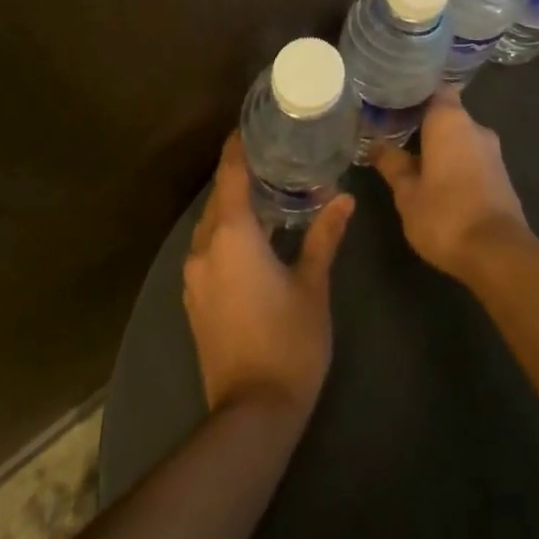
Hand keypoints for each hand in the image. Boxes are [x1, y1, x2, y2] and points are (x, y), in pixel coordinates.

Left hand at [183, 132, 354, 420]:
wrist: (252, 414)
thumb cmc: (288, 341)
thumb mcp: (312, 284)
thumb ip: (324, 235)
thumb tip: (343, 197)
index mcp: (232, 235)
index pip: (231, 174)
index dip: (238, 146)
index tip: (253, 124)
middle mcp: (205, 248)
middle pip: (219, 197)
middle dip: (241, 174)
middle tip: (274, 154)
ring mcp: (195, 277)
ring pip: (212, 224)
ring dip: (234, 205)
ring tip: (269, 190)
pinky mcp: (195, 300)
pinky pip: (209, 248)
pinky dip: (227, 231)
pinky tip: (255, 235)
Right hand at [371, 91, 527, 282]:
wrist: (498, 253)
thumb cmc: (444, 214)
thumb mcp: (406, 192)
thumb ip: (391, 163)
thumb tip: (375, 145)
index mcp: (450, 120)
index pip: (434, 89)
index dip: (415, 94)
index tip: (395, 104)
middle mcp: (475, 127)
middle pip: (447, 114)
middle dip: (425, 125)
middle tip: (397, 136)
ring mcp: (492, 151)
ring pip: (461, 138)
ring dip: (442, 147)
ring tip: (414, 161)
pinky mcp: (502, 175)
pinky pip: (473, 158)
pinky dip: (457, 163)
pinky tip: (439, 182)